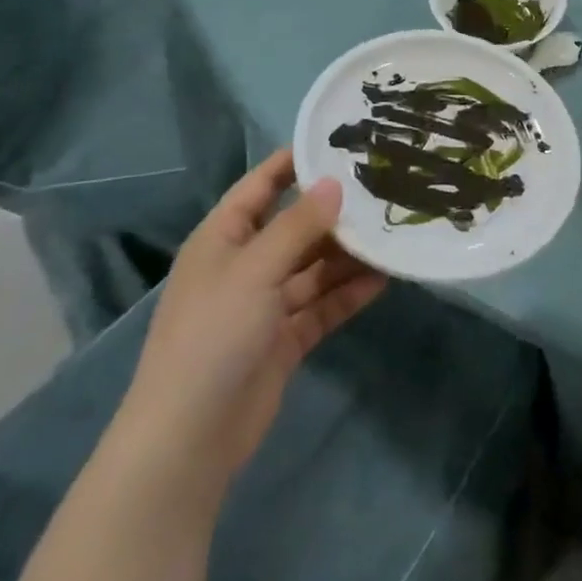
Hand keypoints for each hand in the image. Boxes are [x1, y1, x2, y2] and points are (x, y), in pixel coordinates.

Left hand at [124, 151, 385, 482]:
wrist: (189, 438)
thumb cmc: (213, 335)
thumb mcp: (255, 269)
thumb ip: (298, 225)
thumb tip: (335, 184)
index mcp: (223, 239)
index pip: (261, 186)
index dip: (294, 163)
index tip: (340, 142)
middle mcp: (244, 266)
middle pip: (295, 227)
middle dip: (334, 213)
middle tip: (383, 189)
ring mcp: (264, 305)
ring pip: (314, 268)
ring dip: (348, 255)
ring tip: (392, 233)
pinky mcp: (283, 340)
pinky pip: (322, 306)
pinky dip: (348, 293)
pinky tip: (383, 279)